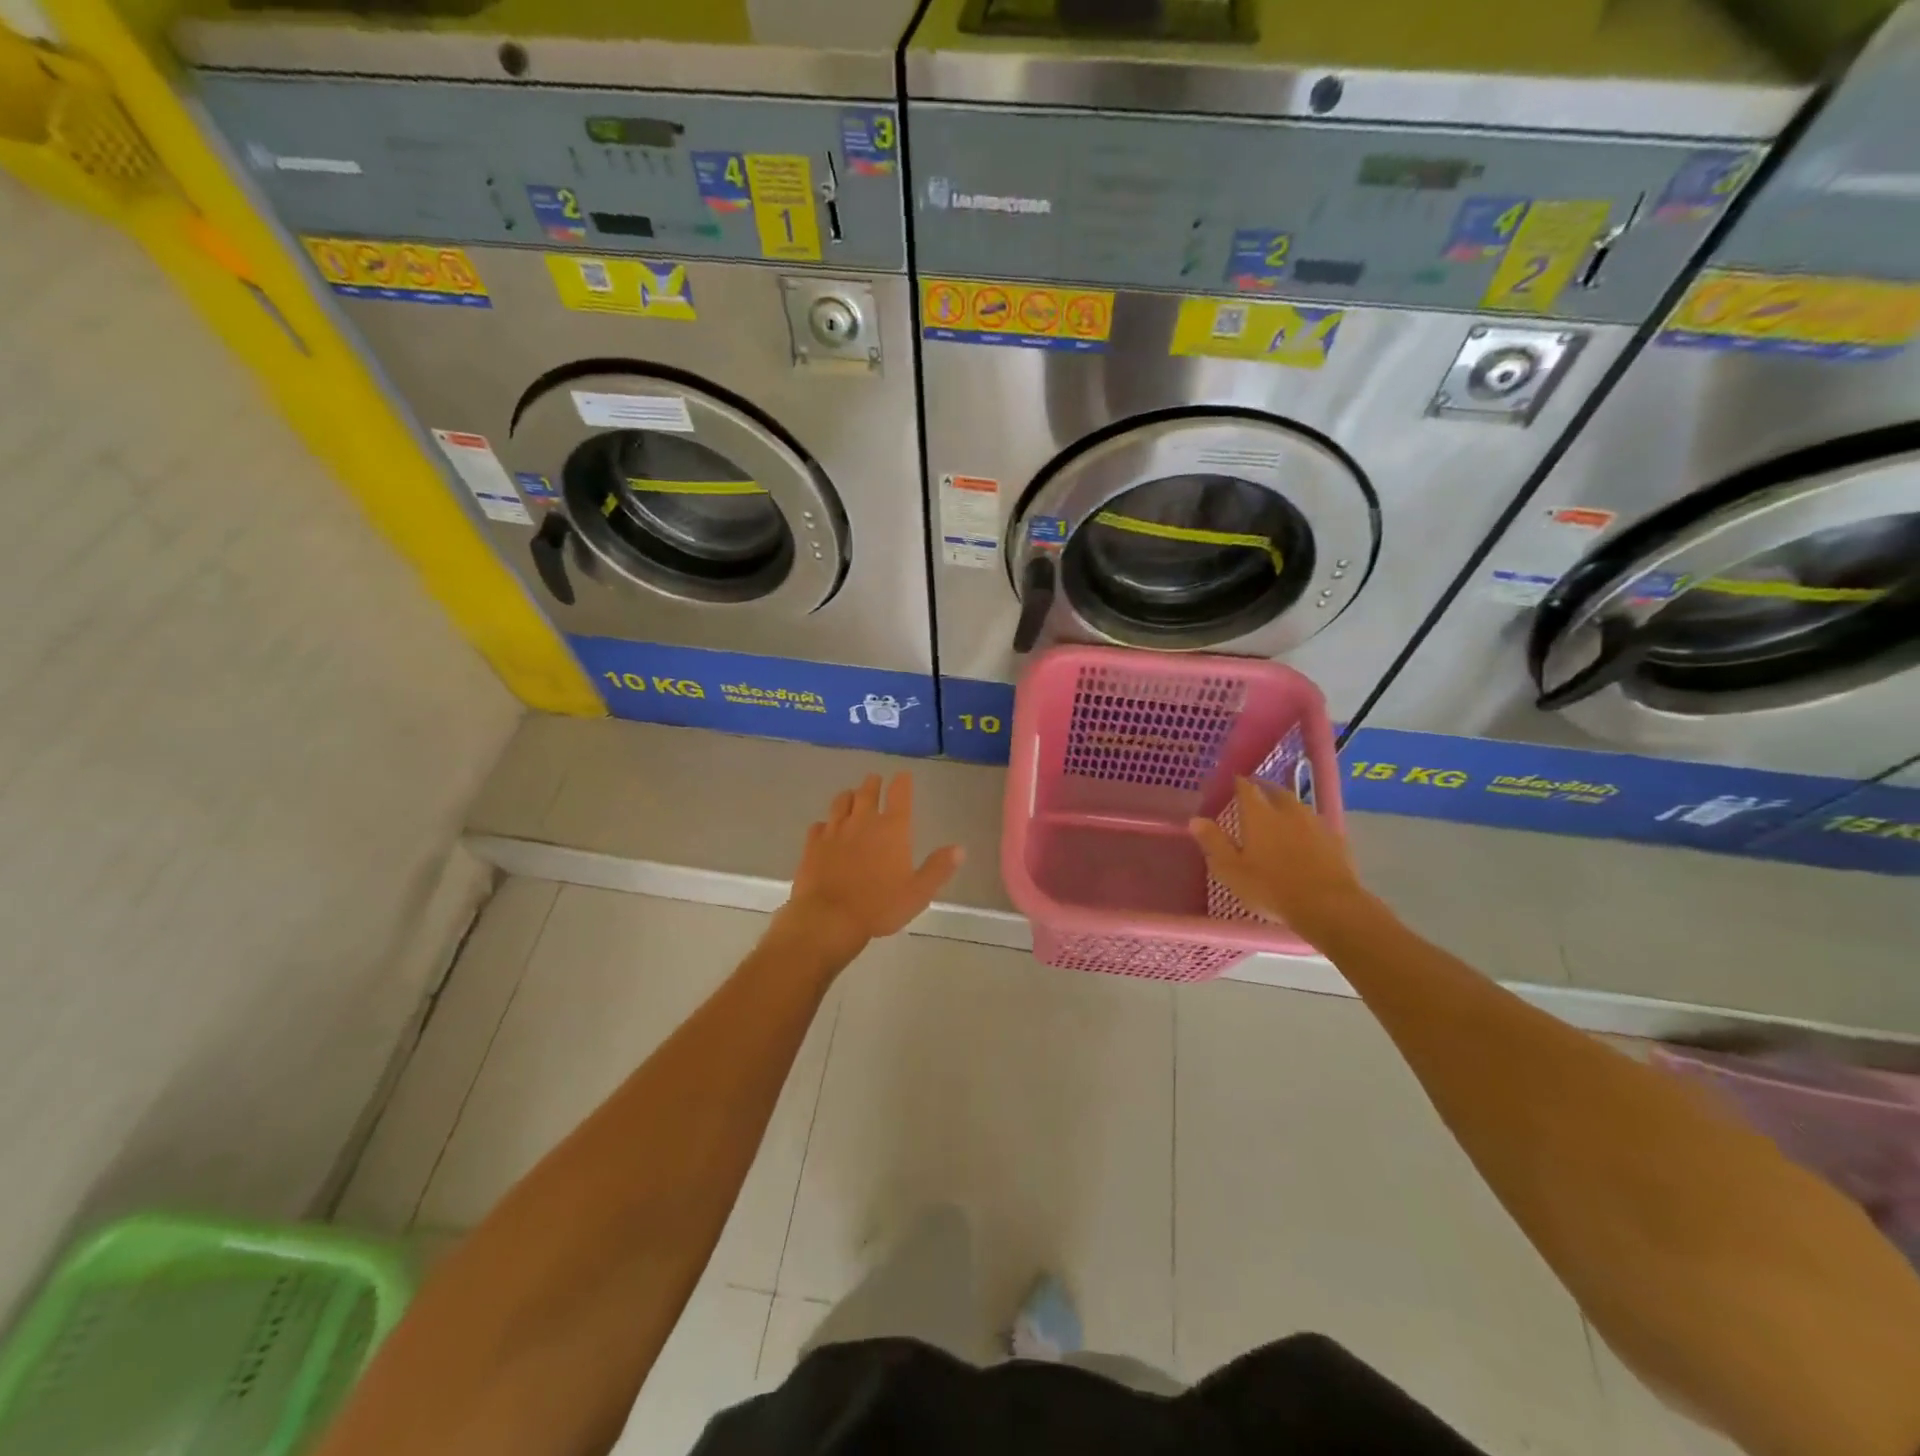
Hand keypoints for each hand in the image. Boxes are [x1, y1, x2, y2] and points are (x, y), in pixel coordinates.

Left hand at [781, 774, 963, 951]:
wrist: (829, 917)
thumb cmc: (880, 906)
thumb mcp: (918, 892)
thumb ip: (938, 868)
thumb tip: (960, 848)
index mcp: (892, 829)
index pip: (899, 794)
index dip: (902, 781)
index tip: (903, 775)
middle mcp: (863, 821)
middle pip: (867, 792)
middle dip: (873, 783)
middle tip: (875, 779)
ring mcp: (834, 831)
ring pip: (841, 802)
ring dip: (849, 796)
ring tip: (851, 796)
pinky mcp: (813, 845)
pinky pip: (818, 826)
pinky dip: (825, 824)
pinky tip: (825, 828)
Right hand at [1189, 779, 1371, 946]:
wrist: (1329, 906)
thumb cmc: (1271, 888)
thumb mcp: (1232, 870)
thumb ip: (1213, 842)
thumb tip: (1196, 819)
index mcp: (1259, 815)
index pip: (1246, 787)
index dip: (1238, 782)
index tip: (1233, 782)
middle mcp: (1288, 810)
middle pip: (1275, 791)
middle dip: (1264, 790)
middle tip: (1255, 797)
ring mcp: (1315, 823)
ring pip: (1297, 806)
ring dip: (1286, 806)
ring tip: (1279, 816)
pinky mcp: (1336, 838)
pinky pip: (1316, 824)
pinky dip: (1306, 826)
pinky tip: (1305, 839)